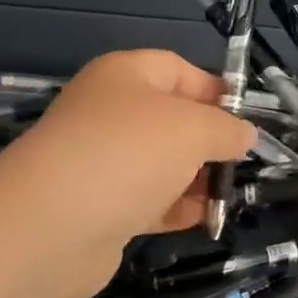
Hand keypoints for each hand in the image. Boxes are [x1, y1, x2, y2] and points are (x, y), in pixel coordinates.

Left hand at [0, 50, 256, 297]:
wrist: (50, 227)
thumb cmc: (129, 153)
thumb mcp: (193, 129)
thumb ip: (226, 129)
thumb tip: (245, 135)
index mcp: (125, 76)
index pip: (179, 70)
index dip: (216, 91)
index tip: (247, 118)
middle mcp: (110, 112)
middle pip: (171, 119)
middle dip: (209, 140)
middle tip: (241, 161)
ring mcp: (101, 161)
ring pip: (161, 162)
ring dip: (197, 178)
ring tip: (229, 194)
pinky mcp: (99, 206)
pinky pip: (148, 199)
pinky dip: (176, 207)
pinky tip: (205, 219)